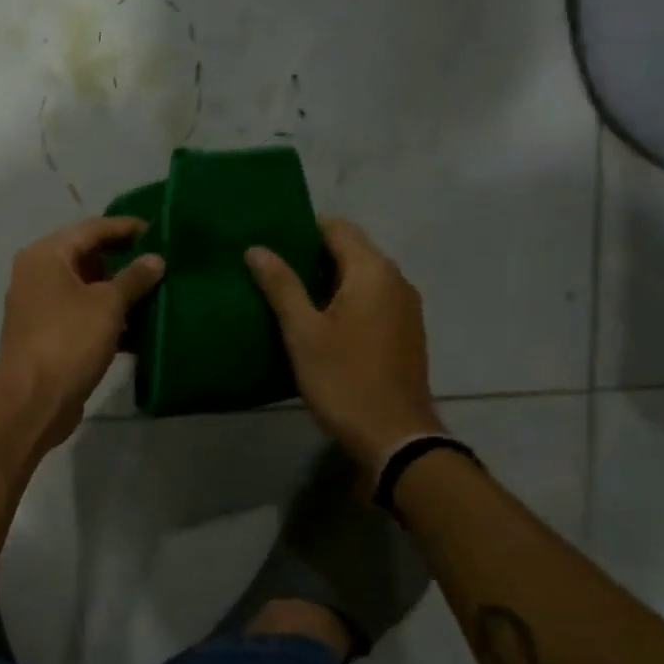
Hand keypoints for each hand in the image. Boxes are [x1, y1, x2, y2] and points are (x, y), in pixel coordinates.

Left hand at [0, 216, 165, 450]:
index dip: (125, 228)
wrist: (33, 399)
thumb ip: (134, 278)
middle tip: (161, 264)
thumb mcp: (108, 304)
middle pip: (87, 258)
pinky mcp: (48, 336)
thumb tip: (155, 259)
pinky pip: (82, 317)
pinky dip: (107, 320)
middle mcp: (37, 275)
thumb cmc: (69, 339)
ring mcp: (40, 307)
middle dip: (124, 262)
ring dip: (118, 294)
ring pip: (86, 291)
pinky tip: (139, 329)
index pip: (91, 229)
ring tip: (157, 295)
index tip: (158, 231)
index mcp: (46, 255)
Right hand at [246, 218, 442, 471]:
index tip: (272, 245)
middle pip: (352, 251)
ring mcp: (406, 307)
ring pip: (362, 279)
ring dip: (329, 283)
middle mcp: (396, 280)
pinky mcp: (406, 332)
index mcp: (372, 271)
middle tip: (273, 274)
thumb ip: (281, 286)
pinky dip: (347, 303)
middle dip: (313, 257)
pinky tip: (322, 326)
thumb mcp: (302, 331)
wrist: (394, 435)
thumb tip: (257, 248)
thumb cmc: (343, 378)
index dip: (303, 231)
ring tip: (291, 300)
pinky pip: (372, 301)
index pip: (337, 228)